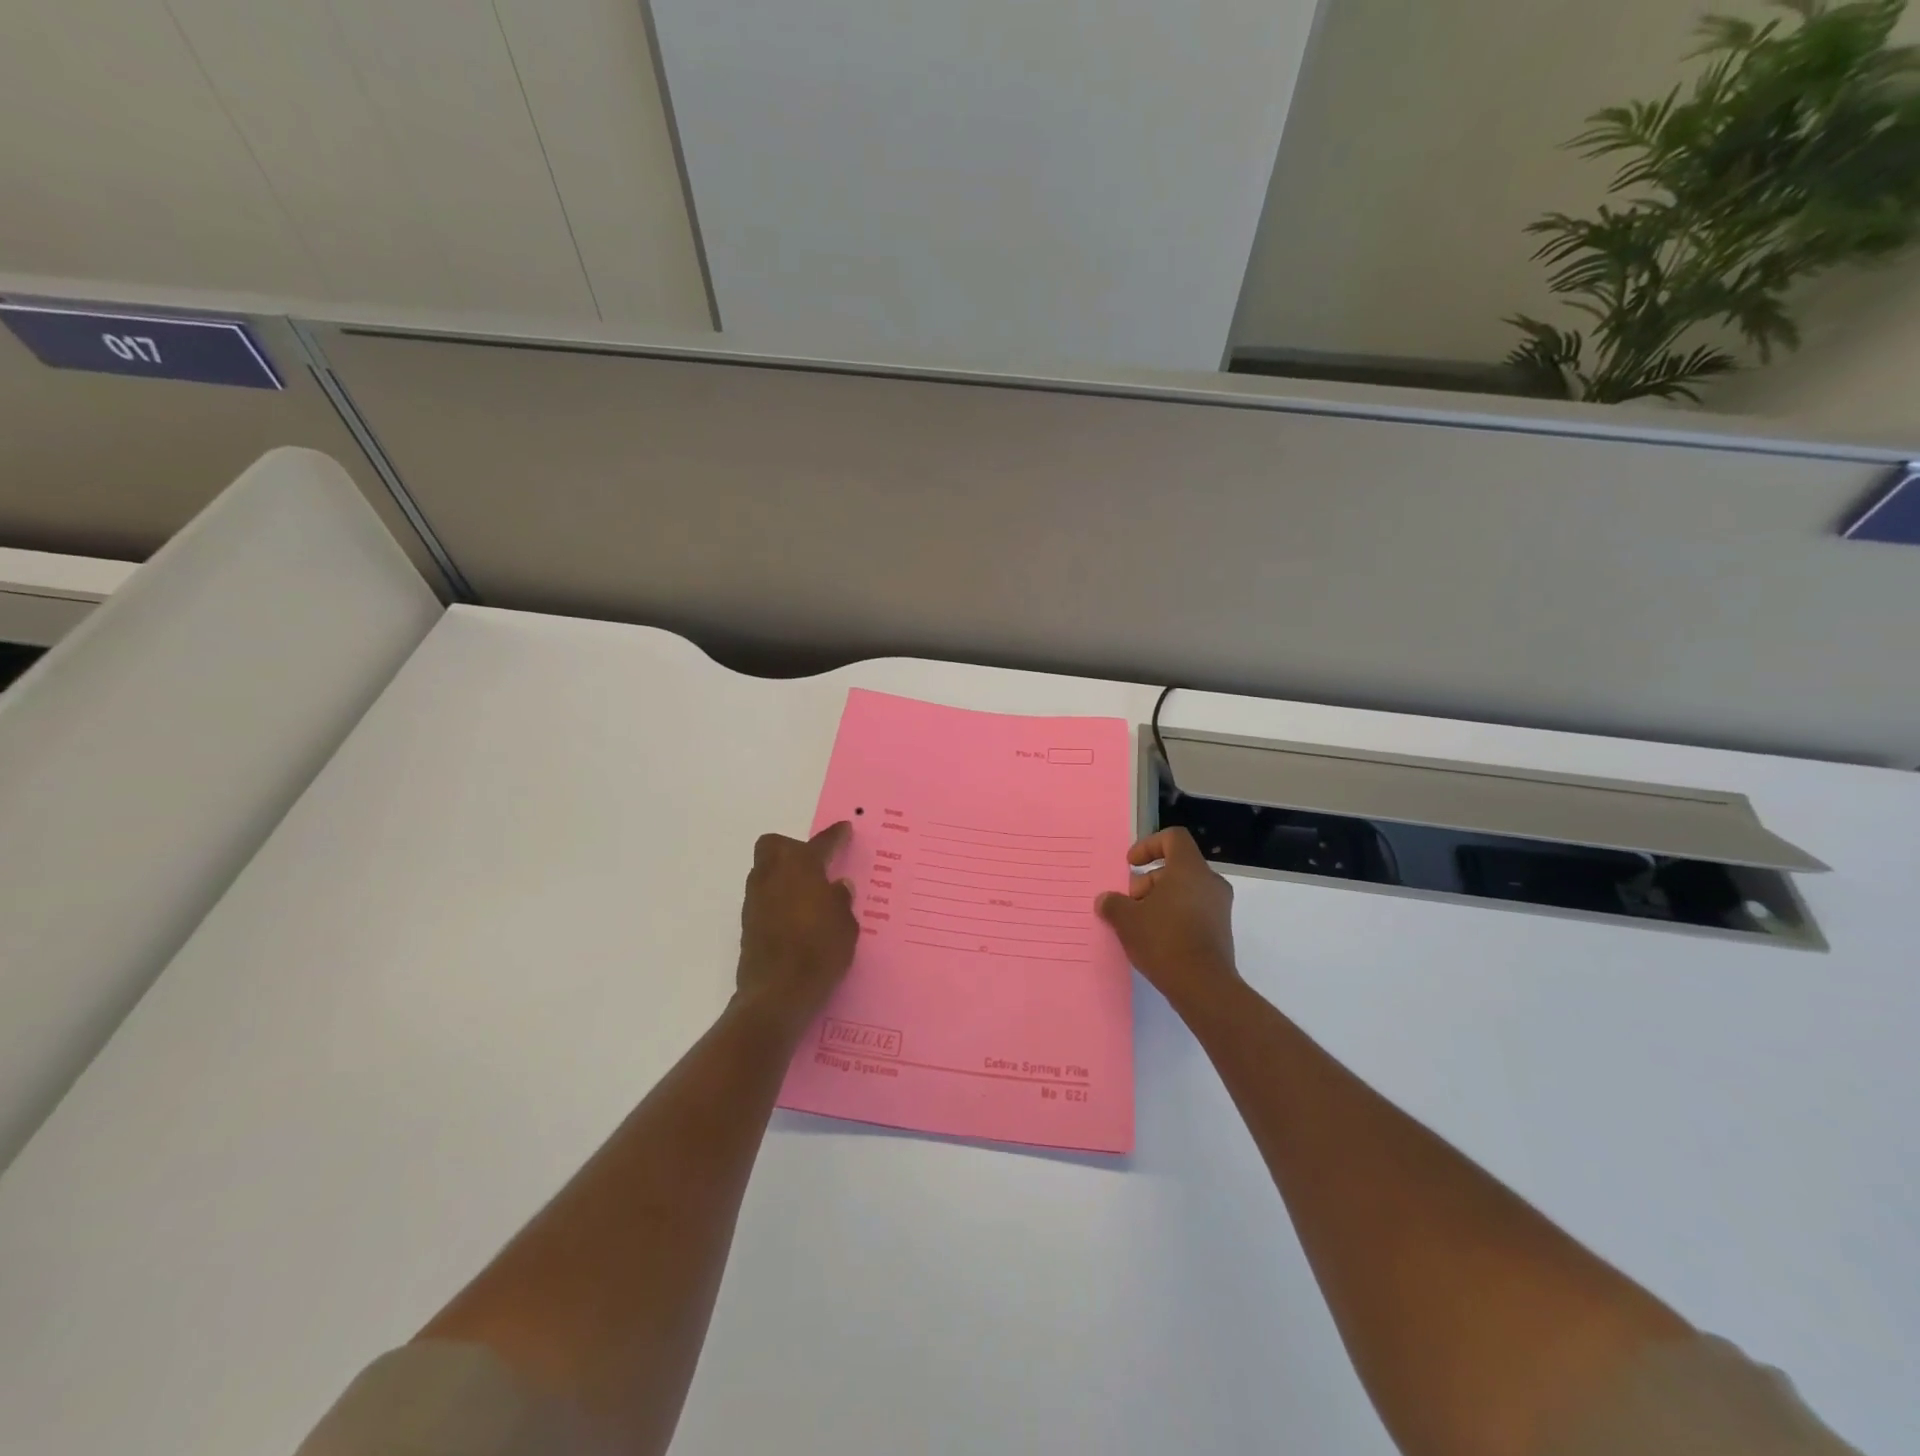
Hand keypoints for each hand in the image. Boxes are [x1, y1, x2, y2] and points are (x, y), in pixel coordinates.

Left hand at [735, 822, 858, 1030]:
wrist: (778, 993)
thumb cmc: (820, 951)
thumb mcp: (846, 925)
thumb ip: (841, 901)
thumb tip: (837, 888)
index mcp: (801, 867)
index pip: (821, 843)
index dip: (835, 836)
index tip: (844, 829)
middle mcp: (773, 875)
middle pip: (775, 846)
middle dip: (793, 849)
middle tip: (815, 866)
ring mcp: (755, 899)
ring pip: (765, 871)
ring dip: (783, 875)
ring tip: (807, 895)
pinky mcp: (747, 923)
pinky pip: (763, 897)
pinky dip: (777, 899)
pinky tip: (795, 918)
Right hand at [1097, 828, 1239, 1013]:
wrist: (1203, 986)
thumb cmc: (1164, 940)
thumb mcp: (1127, 920)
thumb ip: (1113, 904)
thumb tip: (1105, 900)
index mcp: (1189, 869)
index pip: (1173, 838)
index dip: (1148, 845)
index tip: (1131, 866)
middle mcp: (1209, 882)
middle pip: (1176, 867)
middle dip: (1148, 881)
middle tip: (1130, 903)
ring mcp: (1219, 907)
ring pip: (1184, 891)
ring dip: (1159, 901)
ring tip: (1139, 925)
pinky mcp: (1221, 930)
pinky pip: (1193, 911)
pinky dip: (1174, 917)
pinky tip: (1156, 940)